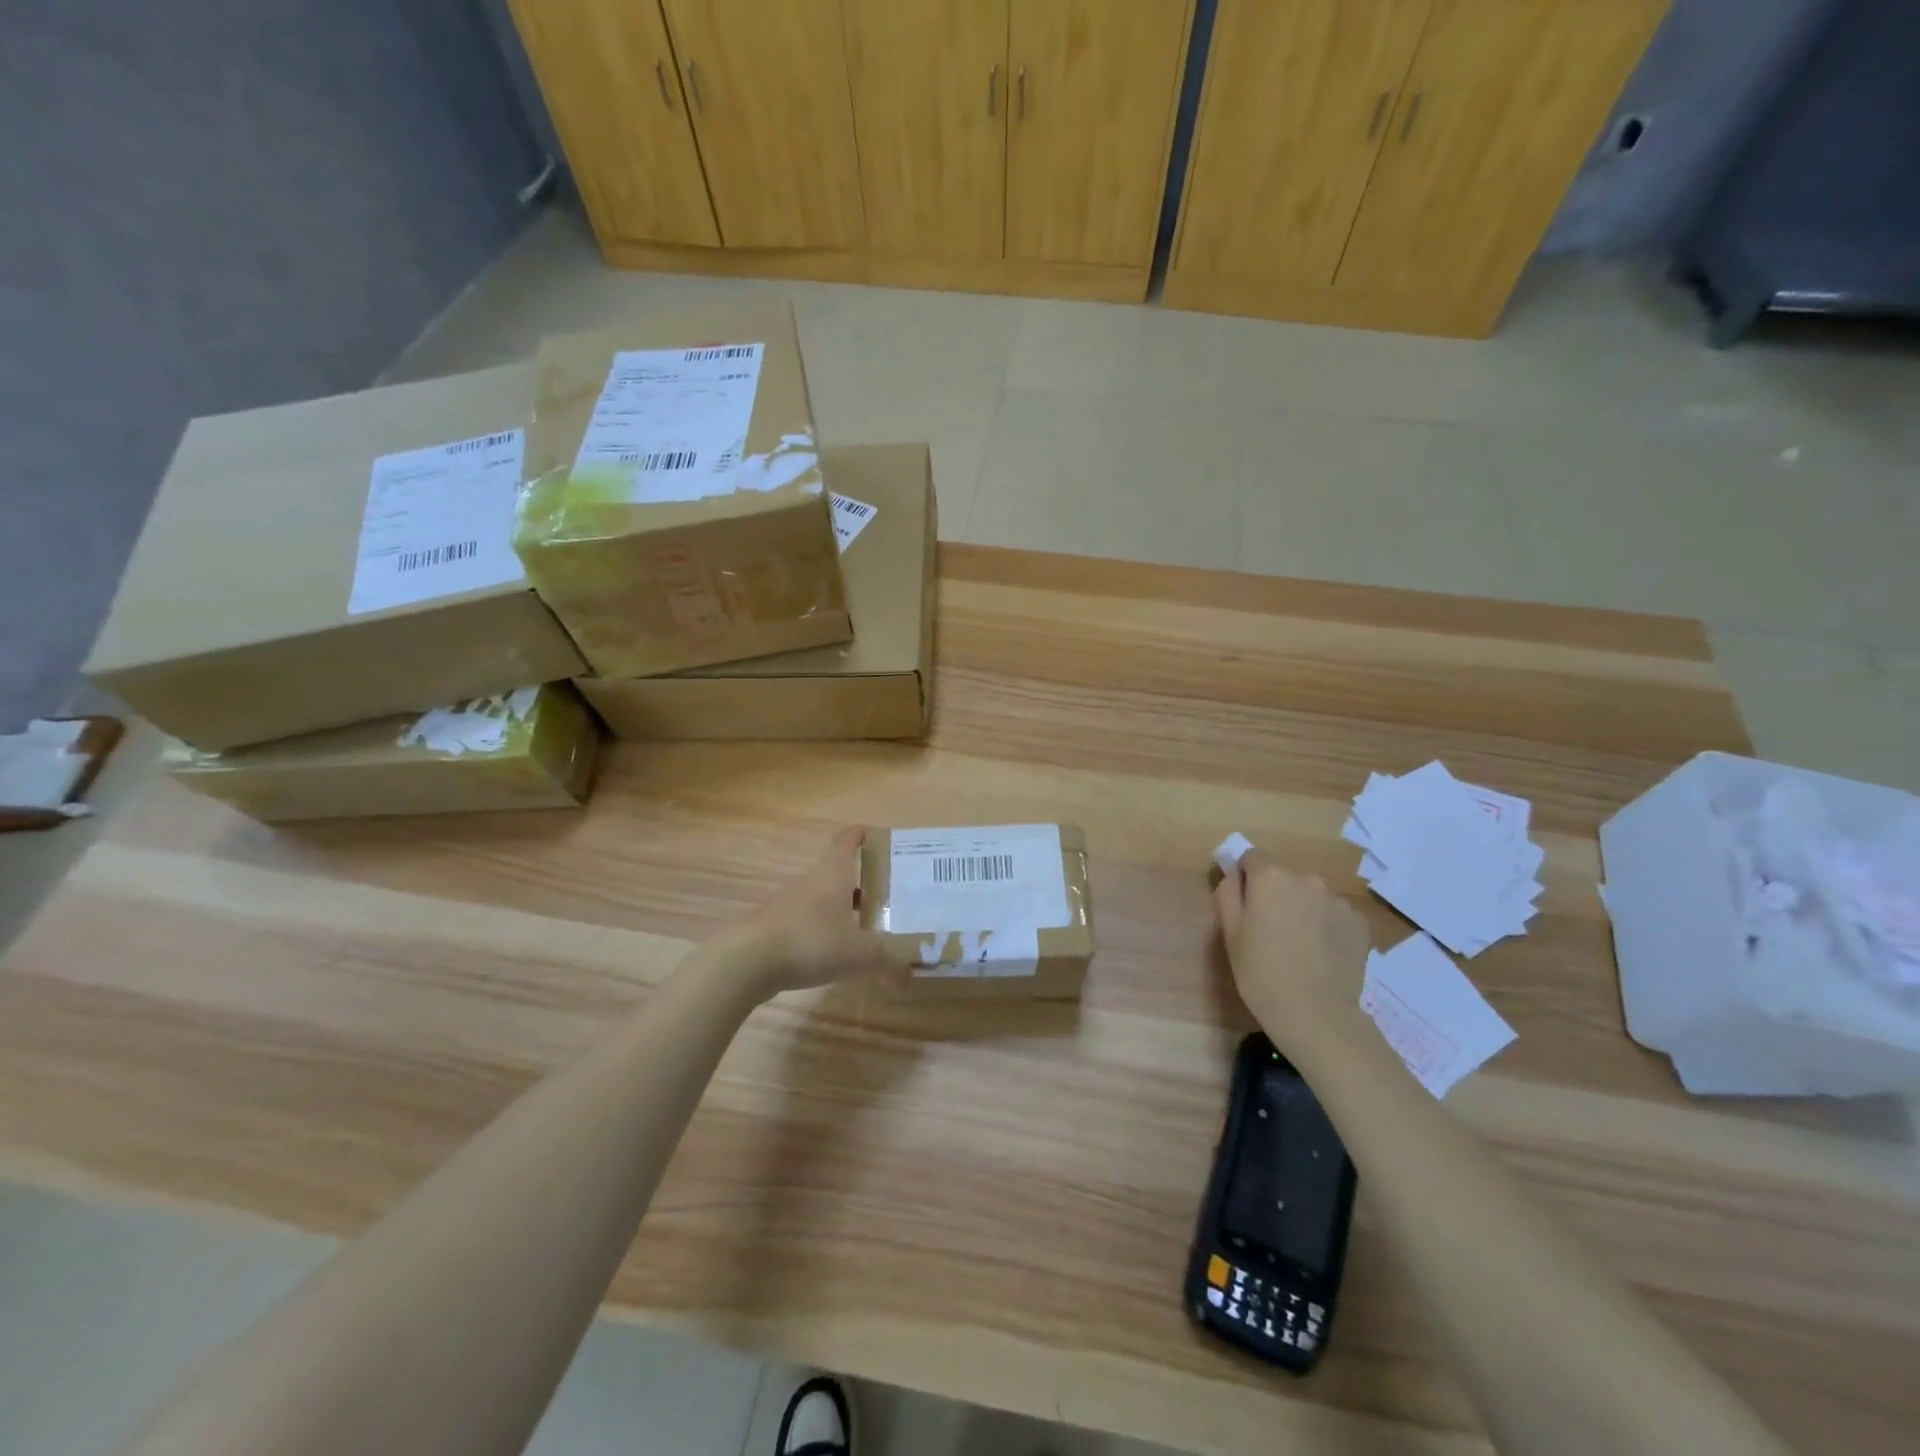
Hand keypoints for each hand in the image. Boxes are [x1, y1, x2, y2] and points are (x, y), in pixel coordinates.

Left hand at [722, 827, 900, 997]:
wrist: (746, 961)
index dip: (864, 833)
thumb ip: (888, 963)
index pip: (848, 838)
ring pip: (824, 897)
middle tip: (891, 896)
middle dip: (865, 881)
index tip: (882, 838)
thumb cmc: (810, 942)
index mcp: (833, 874)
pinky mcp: (776, 927)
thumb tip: (910, 977)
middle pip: (840, 871)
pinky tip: (837, 953)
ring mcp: (790, 904)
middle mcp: (812, 882)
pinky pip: (809, 921)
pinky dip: (826, 929)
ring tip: (869, 928)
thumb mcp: (859, 954)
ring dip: (845, 907)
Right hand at [1214, 845, 1372, 1046]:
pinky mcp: (1360, 923)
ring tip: (1299, 946)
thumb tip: (1232, 871)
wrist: (1316, 1014)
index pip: (1252, 857)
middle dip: (1276, 894)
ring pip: (1311, 895)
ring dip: (1303, 909)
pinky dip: (1326, 926)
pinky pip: (1335, 914)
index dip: (1245, 878)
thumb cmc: (1261, 973)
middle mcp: (1307, 879)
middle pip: (1284, 876)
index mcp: (1271, 877)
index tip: (1244, 905)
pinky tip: (1321, 954)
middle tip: (1269, 930)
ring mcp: (1338, 900)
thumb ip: (1228, 892)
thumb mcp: (1230, 933)